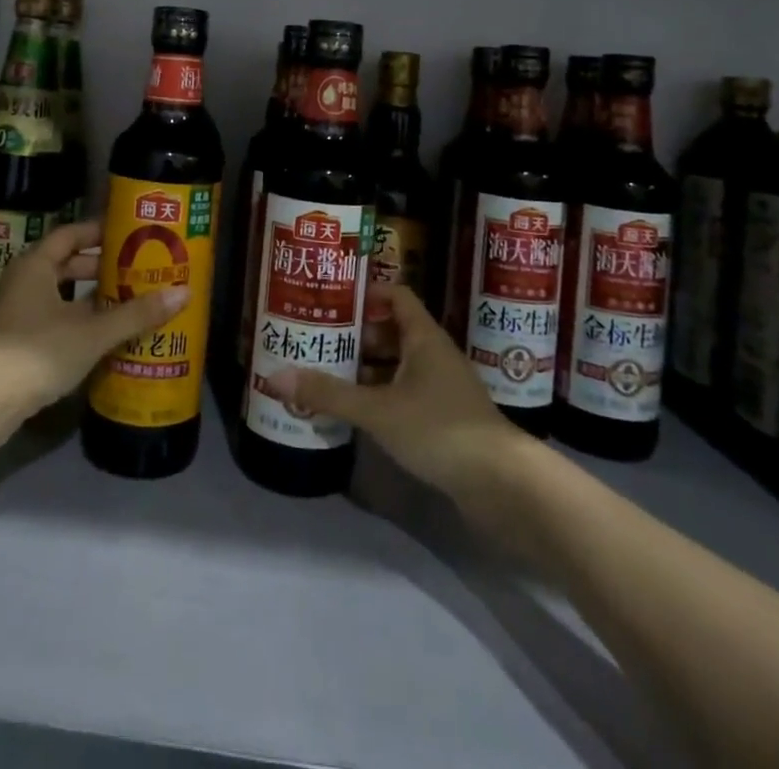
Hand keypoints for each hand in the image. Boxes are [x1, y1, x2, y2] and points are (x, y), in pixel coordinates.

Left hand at [0, 220, 187, 451]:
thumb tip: (184, 293)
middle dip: (100, 268)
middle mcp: (22, 281)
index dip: (99, 232)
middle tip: (136, 270)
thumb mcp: (92, 333)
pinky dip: (76, 320)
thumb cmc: (37, 352)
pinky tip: (102, 335)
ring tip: (127, 302)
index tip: (130, 234)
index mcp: (36, 265)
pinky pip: (51, 318)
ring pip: (59, 294)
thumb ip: (136, 314)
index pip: (71, 234)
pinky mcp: (13, 342)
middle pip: (66, 264)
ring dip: (89, 298)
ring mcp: (15, 312)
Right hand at [270, 282, 515, 501]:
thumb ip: (329, 394)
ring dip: (366, 367)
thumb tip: (275, 376)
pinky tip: (355, 410)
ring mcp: (442, 387)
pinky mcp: (444, 418)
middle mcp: (434, 354)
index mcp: (424, 336)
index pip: (395, 294)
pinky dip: (380, 395)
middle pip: (392, 329)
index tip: (331, 298)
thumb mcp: (378, 410)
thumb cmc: (440, 429)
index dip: (365, 292)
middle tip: (318, 337)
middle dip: (356, 333)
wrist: (503, 485)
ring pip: (398, 364)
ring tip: (327, 371)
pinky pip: (405, 393)